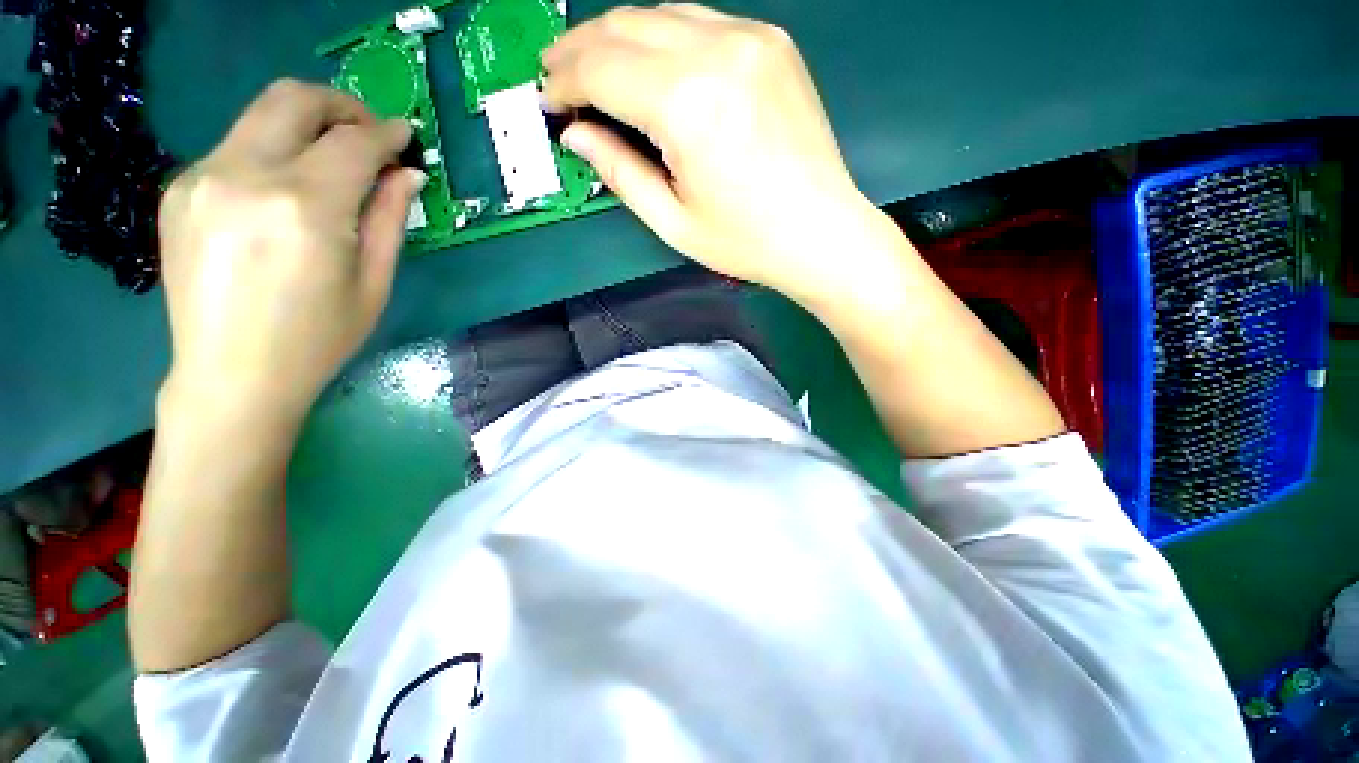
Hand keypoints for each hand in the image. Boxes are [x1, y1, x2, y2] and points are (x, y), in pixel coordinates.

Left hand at [156, 80, 422, 426]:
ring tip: (331, 161)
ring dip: (306, 125)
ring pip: (261, 115)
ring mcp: (201, 179)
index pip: (352, 143)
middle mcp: (244, 177)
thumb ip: (388, 219)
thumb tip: (408, 174)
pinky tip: (286, 190)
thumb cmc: (318, 339)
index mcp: (303, 209)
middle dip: (341, 106)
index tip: (406, 137)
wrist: (230, 376)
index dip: (386, 134)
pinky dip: (272, 152)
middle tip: (368, 134)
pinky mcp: (179, 189)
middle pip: (294, 99)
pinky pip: (236, 146)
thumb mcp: (373, 284)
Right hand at [543, 4, 889, 306]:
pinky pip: (700, 22)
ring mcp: (750, 38)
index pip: (602, 69)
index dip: (565, 82)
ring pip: (661, 13)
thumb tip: (576, 134)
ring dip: (619, 37)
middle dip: (581, 49)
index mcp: (688, 105)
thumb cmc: (745, 242)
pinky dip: (664, 37)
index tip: (548, 100)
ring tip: (596, 67)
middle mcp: (717, 51)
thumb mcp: (673, 222)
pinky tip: (653, 66)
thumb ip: (619, 171)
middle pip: (625, 26)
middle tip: (559, 76)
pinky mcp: (772, 42)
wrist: (820, 232)